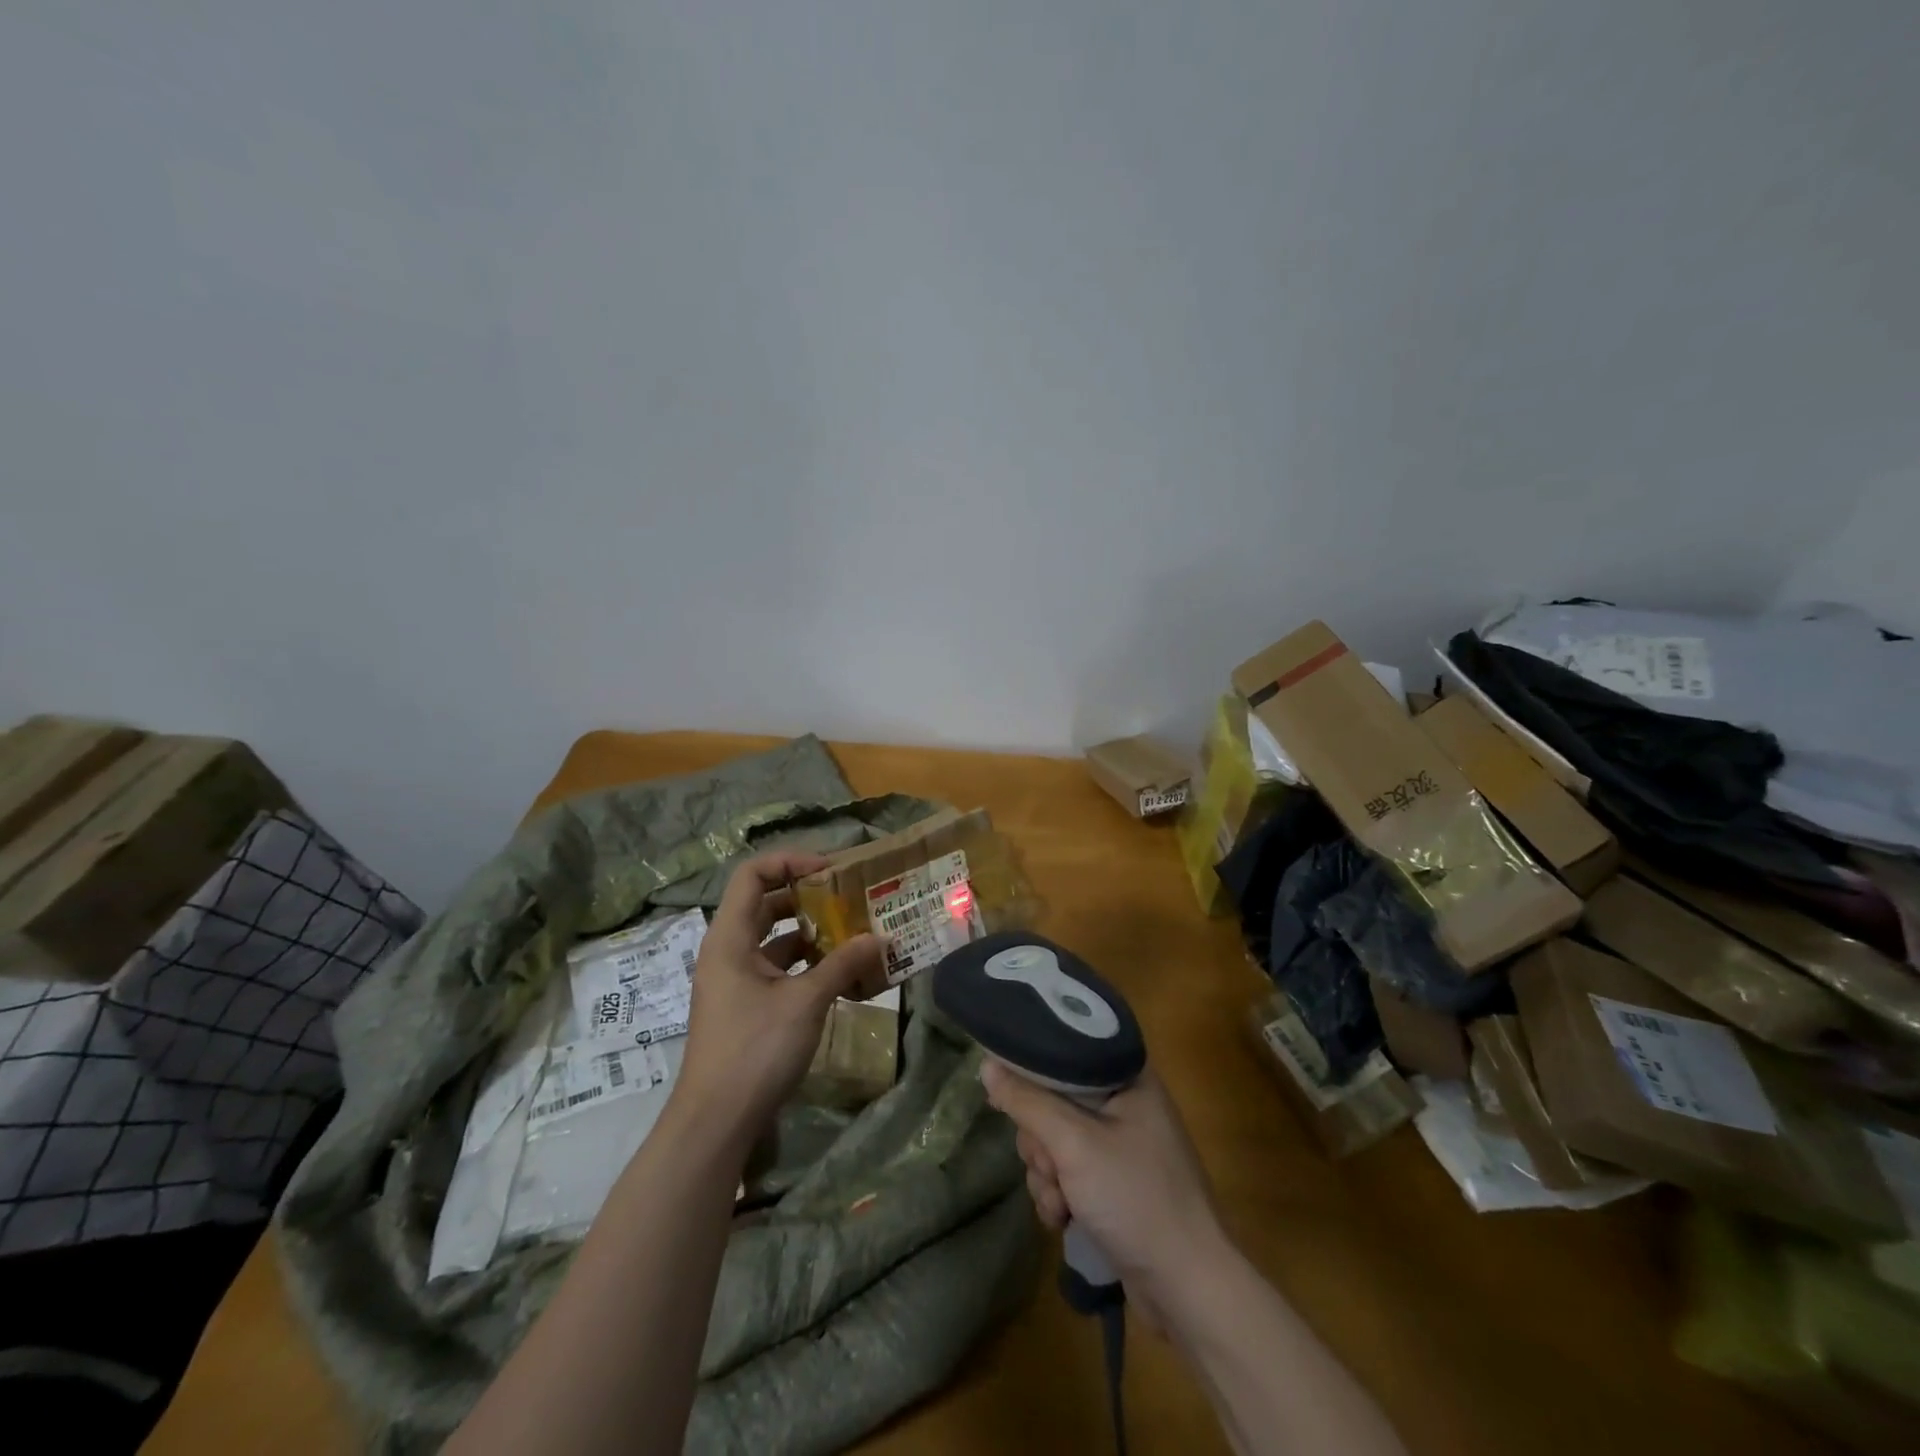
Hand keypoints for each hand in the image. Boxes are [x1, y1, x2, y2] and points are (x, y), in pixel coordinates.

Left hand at [672, 851, 886, 1146]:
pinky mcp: (746, 1005)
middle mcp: (728, 950)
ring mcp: (735, 979)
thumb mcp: (805, 1002)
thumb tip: (881, 938)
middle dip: (808, 897)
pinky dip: (807, 964)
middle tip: (849, 898)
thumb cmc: (755, 1049)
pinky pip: (778, 969)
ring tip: (854, 933)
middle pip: (766, 903)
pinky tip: (841, 974)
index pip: (753, 874)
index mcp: (729, 937)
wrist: (716, 1122)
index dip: (790, 861)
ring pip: (775, 938)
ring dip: (811, 933)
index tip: (830, 870)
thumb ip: (843, 964)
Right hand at [981, 1060, 1229, 1331]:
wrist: (1188, 1289)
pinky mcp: (1114, 1183)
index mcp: (1128, 1076)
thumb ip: (1029, 1102)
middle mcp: (1126, 1103)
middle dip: (1040, 1141)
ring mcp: (1121, 1146)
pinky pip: (1069, 1172)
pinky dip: (1059, 1194)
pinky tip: (1063, 1219)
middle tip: (1049, 1165)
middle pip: (1054, 1099)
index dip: (1032, 1069)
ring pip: (1056, 1140)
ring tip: (1059, 1202)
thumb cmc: (1136, 1198)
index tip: (1007, 1093)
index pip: (1066, 1049)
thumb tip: (987, 1065)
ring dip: (1046, 1174)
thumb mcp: (1075, 1145)